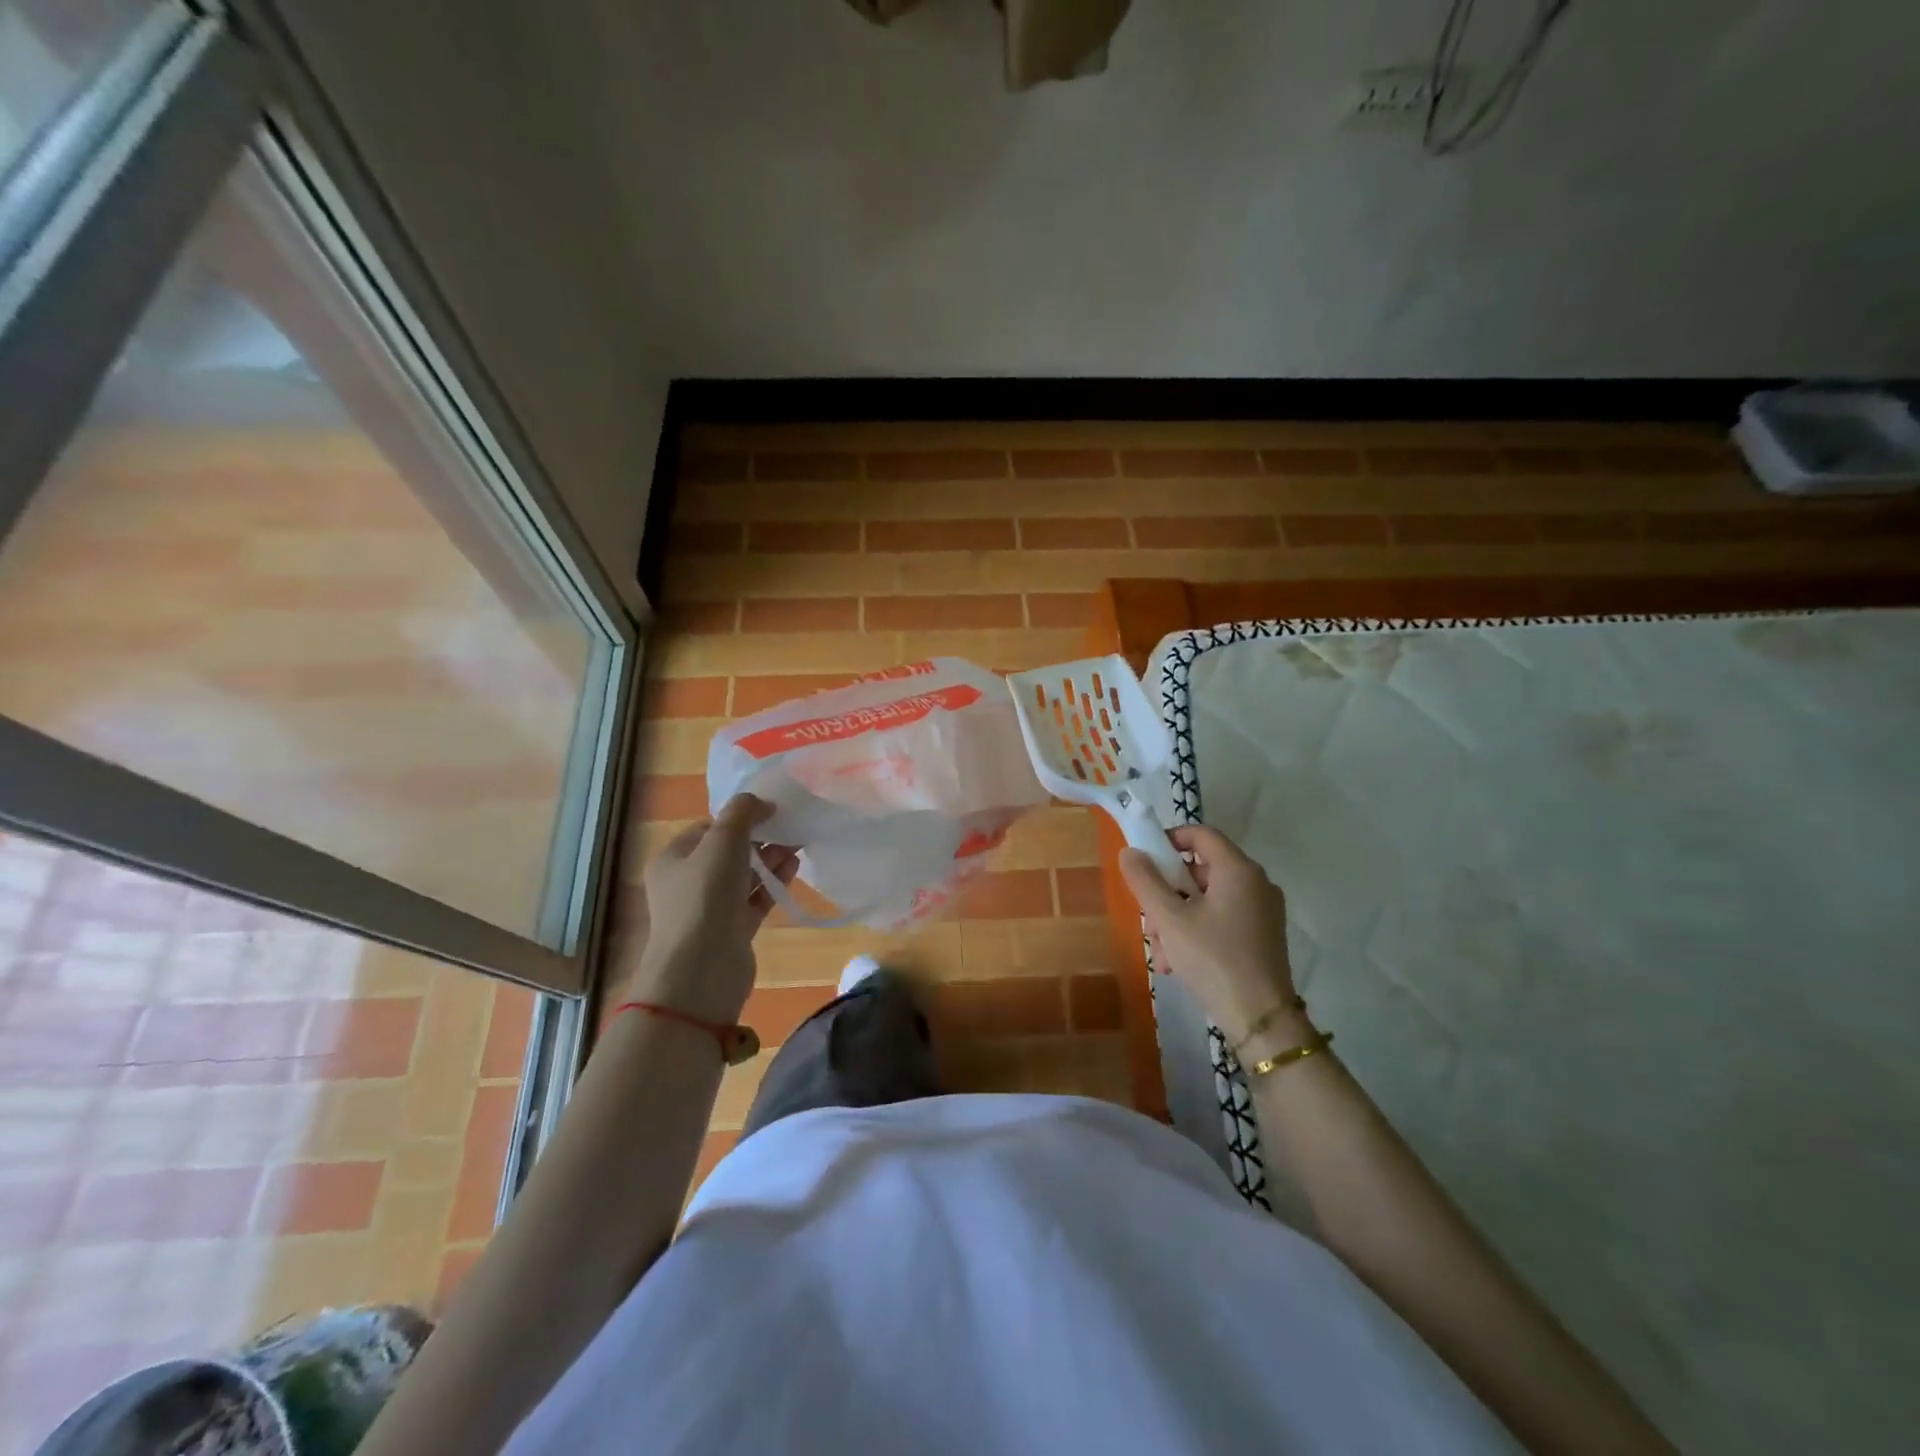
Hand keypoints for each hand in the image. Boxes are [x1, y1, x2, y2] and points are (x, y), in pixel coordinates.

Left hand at [625, 794, 797, 1024]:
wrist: (701, 970)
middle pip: (728, 851)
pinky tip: (793, 868)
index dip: (739, 816)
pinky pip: (755, 899)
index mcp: (673, 858)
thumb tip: (761, 802)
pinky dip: (772, 884)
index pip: (708, 827)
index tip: (771, 811)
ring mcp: (710, 908)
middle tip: (790, 828)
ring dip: (769, 859)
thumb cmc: (705, 896)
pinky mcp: (732, 930)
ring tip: (798, 845)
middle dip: (760, 838)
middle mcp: (687, 882)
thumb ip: (742, 813)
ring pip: (744, 875)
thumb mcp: (722, 842)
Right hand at [1118, 824, 1300, 1048]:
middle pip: (1200, 870)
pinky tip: (1177, 964)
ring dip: (1176, 919)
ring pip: (1207, 899)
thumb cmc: (1213, 959)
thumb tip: (1130, 852)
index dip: (1169, 840)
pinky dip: (1197, 932)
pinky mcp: (1262, 936)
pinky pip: (1221, 919)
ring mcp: (1262, 911)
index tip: (1145, 862)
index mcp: (1238, 870)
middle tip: (1149, 922)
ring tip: (1160, 953)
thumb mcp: (1170, 919)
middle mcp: (1255, 883)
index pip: (1201, 834)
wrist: (1261, 1019)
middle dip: (1167, 893)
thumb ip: (1146, 881)